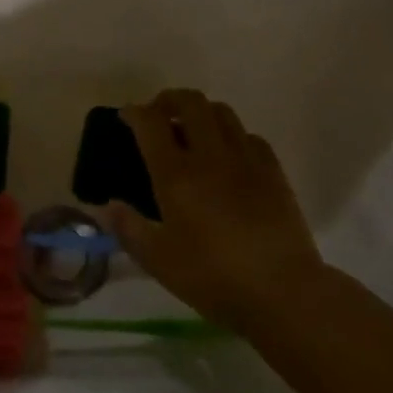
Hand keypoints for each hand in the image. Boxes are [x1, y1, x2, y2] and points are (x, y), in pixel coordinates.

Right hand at [108, 89, 329, 332]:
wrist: (284, 292)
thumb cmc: (214, 278)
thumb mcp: (159, 261)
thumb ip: (129, 229)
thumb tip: (108, 206)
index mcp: (176, 175)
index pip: (151, 122)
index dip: (134, 112)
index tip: (126, 117)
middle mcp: (210, 156)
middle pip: (190, 102)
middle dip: (169, 100)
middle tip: (159, 116)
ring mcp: (246, 160)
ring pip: (222, 112)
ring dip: (201, 113)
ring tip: (193, 131)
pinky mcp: (274, 172)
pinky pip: (249, 136)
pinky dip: (232, 135)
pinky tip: (229, 156)